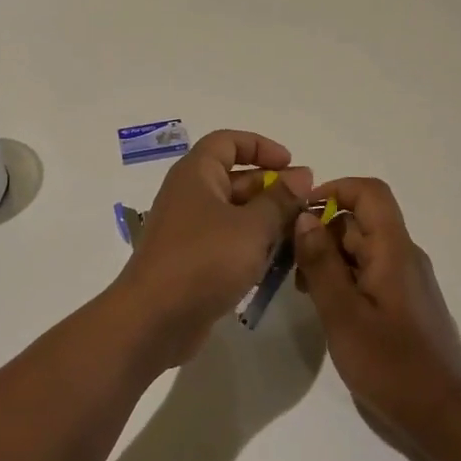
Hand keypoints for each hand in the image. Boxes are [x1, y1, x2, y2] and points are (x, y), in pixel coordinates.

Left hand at [111, 130, 309, 367]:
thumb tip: (302, 175)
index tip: (292, 164)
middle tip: (307, 205)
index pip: (228, 141)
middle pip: (234, 177)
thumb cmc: (204, 260)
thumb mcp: (251, 227)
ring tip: (300, 234)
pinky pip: (227, 241)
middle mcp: (190, 195)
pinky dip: (251, 245)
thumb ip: (280, 200)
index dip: (261, 146)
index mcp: (196, 173)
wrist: (153, 319)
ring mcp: (189, 229)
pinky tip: (277, 262)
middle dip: (272, 187)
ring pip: (234, 213)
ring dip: (266, 219)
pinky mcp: (192, 260)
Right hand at [292, 177, 460, 449]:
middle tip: (290, 264)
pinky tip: (325, 307)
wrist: (445, 417)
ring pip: (362, 249)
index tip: (301, 213)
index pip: (370, 193)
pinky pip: (370, 273)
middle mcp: (404, 256)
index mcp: (394, 250)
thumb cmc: (391, 364)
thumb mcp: (343, 314)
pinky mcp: (405, 304)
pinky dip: (343, 278)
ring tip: (303, 291)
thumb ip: (321, 263)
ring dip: (329, 258)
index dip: (335, 190)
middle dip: (322, 232)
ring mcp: (406, 281)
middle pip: (361, 221)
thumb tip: (304, 217)